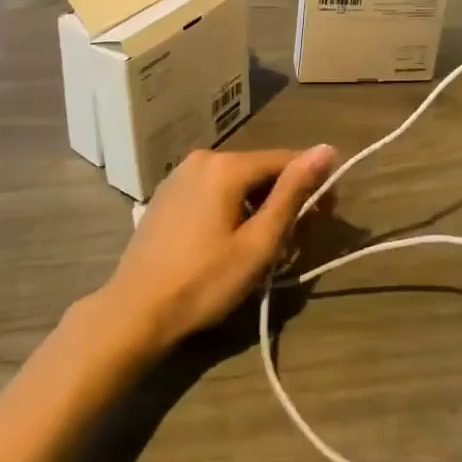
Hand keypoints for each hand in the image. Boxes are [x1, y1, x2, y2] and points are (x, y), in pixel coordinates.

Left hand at [100, 146, 336, 352]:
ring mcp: (179, 175)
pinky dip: (230, 207)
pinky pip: (212, 190)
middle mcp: (203, 158)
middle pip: (259, 170)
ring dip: (257, 205)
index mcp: (227, 166)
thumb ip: (293, 193)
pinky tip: (228, 240)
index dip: (312, 184)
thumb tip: (327, 149)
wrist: (134, 312)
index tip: (328, 213)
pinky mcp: (166, 194)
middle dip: (283, 198)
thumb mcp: (259, 242)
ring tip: (264, 245)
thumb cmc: (204, 282)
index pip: (286, 160)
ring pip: (235, 181)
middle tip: (295, 239)